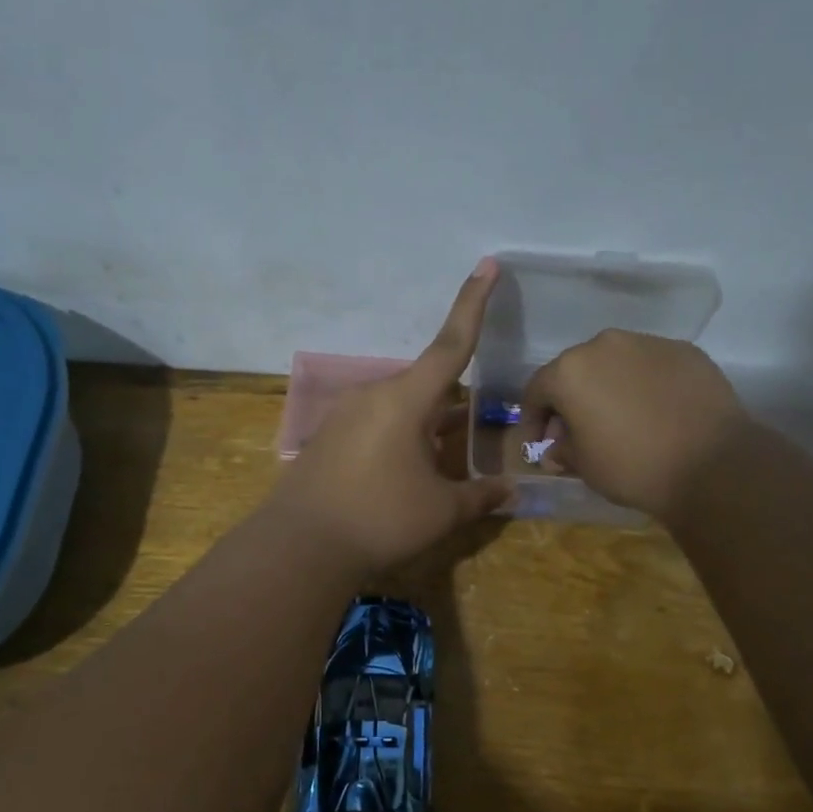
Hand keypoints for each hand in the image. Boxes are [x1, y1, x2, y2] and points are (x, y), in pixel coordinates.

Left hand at [267, 261, 512, 572]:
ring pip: (400, 410)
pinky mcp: (328, 438)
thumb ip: (481, 496)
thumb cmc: (380, 519)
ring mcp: (345, 416)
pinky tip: (402, 477)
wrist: (300, 546)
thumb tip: (512, 492)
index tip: (486, 265)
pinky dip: (398, 442)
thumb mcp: (441, 511)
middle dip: (450, 407)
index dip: (473, 304)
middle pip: (426, 387)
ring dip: (424, 429)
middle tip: (470, 434)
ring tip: (438, 465)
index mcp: (406, 399)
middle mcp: (373, 396)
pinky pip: (376, 427)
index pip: (451, 344)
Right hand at [521, 330, 753, 522]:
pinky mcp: (686, 351)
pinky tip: (656, 412)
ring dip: (609, 387)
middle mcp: (605, 345)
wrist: (712, 464)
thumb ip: (562, 450)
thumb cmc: (632, 466)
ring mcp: (649, 343)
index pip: (536, 391)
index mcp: (570, 370)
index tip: (537, 446)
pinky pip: (652, 367)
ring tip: (620, 419)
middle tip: (577, 432)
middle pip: (576, 370)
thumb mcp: (584, 467)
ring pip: (616, 363)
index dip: (532, 420)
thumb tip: (558, 447)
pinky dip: (645, 385)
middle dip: (571, 400)